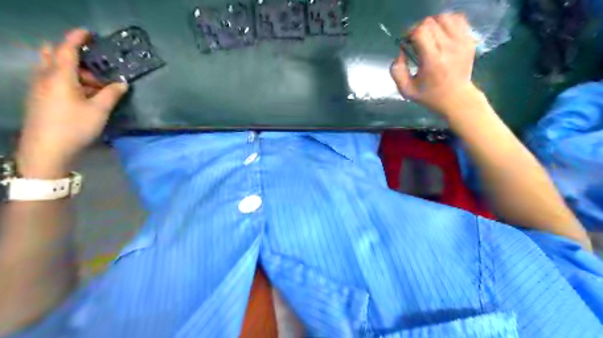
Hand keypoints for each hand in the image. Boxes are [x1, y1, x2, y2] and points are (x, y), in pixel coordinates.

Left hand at [18, 27, 127, 178]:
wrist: (46, 150)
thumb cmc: (75, 127)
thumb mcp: (99, 110)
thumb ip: (111, 94)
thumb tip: (122, 83)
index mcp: (59, 77)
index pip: (66, 50)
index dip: (76, 38)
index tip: (88, 32)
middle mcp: (45, 78)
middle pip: (54, 56)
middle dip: (75, 58)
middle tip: (96, 68)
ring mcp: (39, 89)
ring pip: (54, 70)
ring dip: (74, 73)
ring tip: (95, 87)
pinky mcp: (39, 99)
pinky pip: (52, 81)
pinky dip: (68, 82)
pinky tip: (83, 96)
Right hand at [391, 14, 480, 115]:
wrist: (456, 98)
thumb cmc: (429, 95)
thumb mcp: (406, 90)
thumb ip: (397, 71)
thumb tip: (400, 52)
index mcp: (432, 60)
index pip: (420, 32)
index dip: (410, 33)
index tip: (407, 42)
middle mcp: (448, 48)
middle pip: (430, 23)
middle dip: (419, 29)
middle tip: (416, 41)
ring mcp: (461, 42)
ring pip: (444, 18)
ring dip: (433, 24)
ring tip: (429, 36)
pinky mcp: (469, 40)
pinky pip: (458, 19)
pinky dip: (447, 22)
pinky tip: (441, 33)